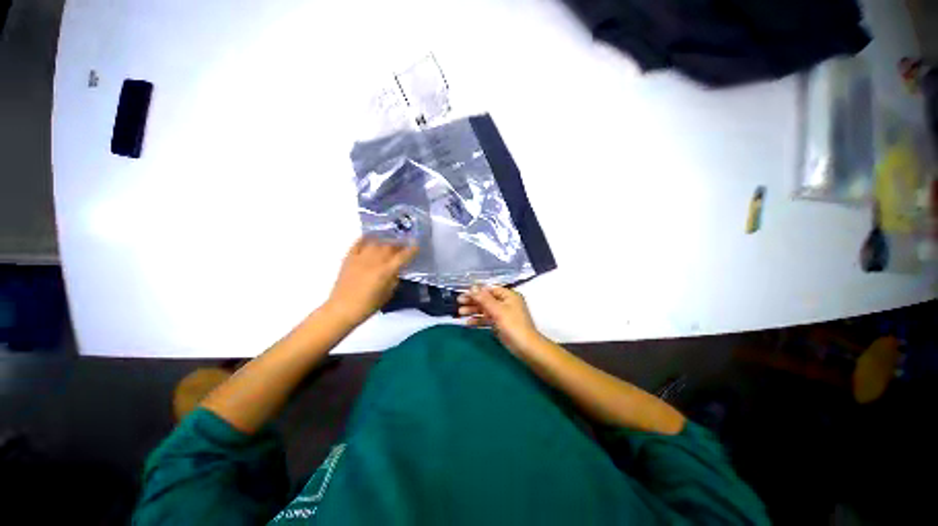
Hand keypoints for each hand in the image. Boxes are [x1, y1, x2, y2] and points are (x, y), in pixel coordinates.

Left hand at [325, 237, 417, 326]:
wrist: (342, 309)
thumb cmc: (368, 306)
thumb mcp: (387, 294)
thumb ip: (394, 280)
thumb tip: (396, 270)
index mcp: (386, 271)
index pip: (403, 256)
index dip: (411, 250)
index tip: (416, 246)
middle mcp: (375, 261)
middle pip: (390, 246)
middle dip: (399, 245)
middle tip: (404, 246)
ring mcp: (361, 258)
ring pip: (376, 243)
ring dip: (385, 241)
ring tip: (390, 243)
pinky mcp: (349, 258)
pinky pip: (358, 243)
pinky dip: (366, 238)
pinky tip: (372, 237)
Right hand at [457, 285, 543, 354]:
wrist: (526, 348)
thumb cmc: (513, 325)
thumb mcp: (498, 310)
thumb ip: (484, 299)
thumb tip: (472, 287)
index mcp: (509, 296)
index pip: (489, 290)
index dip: (476, 291)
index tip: (463, 294)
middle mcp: (506, 303)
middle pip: (486, 299)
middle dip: (473, 301)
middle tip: (458, 303)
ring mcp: (503, 314)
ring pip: (486, 310)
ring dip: (473, 310)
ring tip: (460, 313)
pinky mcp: (500, 325)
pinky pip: (487, 319)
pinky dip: (479, 320)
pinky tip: (468, 323)